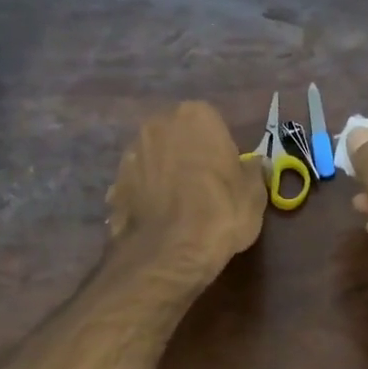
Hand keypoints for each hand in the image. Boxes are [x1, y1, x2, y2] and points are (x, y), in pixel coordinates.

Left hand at [107, 102, 266, 287]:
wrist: (170, 252)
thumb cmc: (220, 213)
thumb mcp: (254, 194)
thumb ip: (252, 171)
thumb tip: (252, 164)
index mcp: (194, 115)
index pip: (210, 122)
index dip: (219, 148)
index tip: (226, 172)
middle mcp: (156, 126)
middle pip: (176, 137)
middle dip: (186, 155)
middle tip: (202, 187)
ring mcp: (130, 155)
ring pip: (153, 160)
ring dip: (163, 174)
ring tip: (178, 207)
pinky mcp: (113, 186)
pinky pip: (137, 186)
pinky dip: (145, 198)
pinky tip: (158, 220)